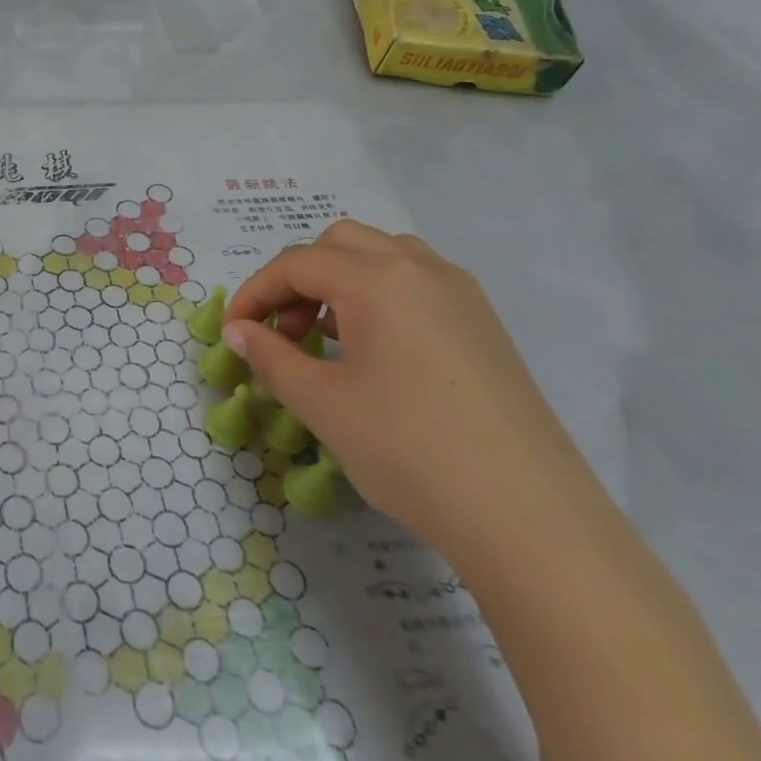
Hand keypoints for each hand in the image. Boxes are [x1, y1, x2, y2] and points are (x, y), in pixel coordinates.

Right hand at [222, 221, 602, 565]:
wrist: (527, 515)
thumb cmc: (408, 449)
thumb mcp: (322, 403)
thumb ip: (270, 356)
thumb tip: (237, 331)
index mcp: (377, 279)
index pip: (296, 264)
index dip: (254, 292)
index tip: (233, 332)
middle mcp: (420, 268)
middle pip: (339, 244)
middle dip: (298, 278)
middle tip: (283, 331)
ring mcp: (460, 293)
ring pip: (383, 257)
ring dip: (340, 282)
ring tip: (326, 338)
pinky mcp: (484, 323)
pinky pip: (417, 283)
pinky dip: (379, 296)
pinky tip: (375, 351)